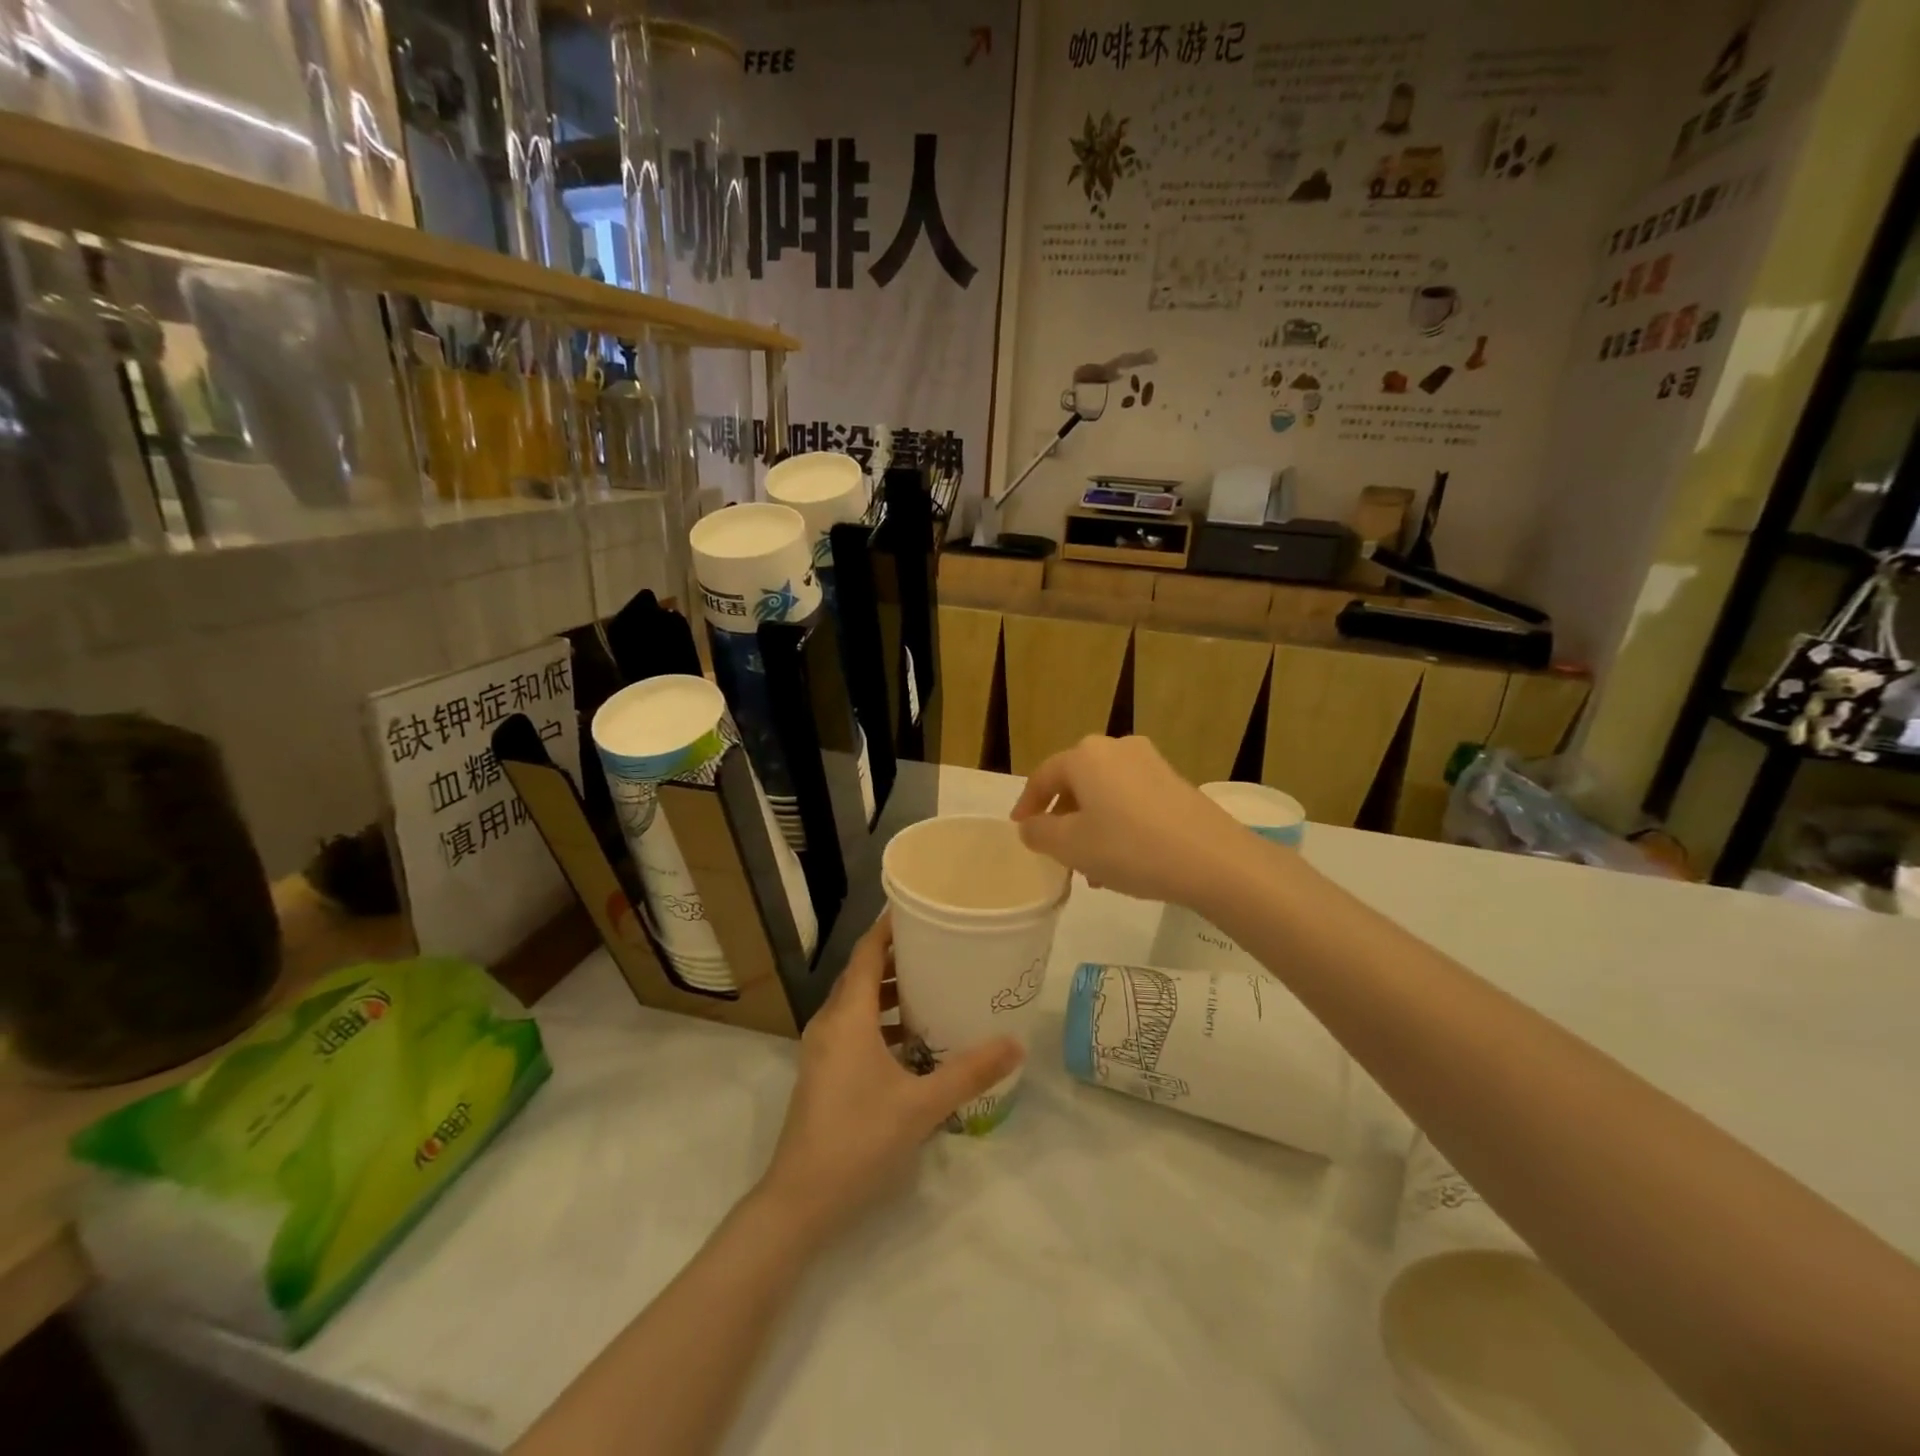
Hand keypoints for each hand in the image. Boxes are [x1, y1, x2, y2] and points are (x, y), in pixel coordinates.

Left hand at [759, 916, 1021, 1239]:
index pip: (867, 952)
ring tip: (930, 985)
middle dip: (896, 956)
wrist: (800, 1199)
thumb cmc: (859, 1139)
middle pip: (861, 973)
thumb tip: (1015, 1043)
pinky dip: (879, 1019)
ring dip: (888, 990)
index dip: (889, 927)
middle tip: (938, 944)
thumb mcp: (921, 1105)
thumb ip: (969, 1072)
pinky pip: (852, 1027)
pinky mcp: (822, 1071)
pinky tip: (911, 1039)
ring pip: (856, 1002)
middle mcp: (830, 1022)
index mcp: (848, 1016)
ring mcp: (822, 1049)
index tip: (919, 907)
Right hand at [1010, 735, 1250, 906]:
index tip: (1020, 828)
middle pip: (1076, 782)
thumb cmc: (1130, 848)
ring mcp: (1150, 763)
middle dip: (1063, 817)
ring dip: (1091, 825)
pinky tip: (1123, 860)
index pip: (1043, 776)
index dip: (1027, 804)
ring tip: (1090, 867)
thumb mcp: (1071, 847)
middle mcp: (1116, 748)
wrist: (1213, 860)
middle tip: (1055, 850)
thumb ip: (1040, 833)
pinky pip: (1131, 799)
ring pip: (1105, 793)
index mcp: (1085, 756)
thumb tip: (1031, 825)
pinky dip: (1117, 823)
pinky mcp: (1174, 782)